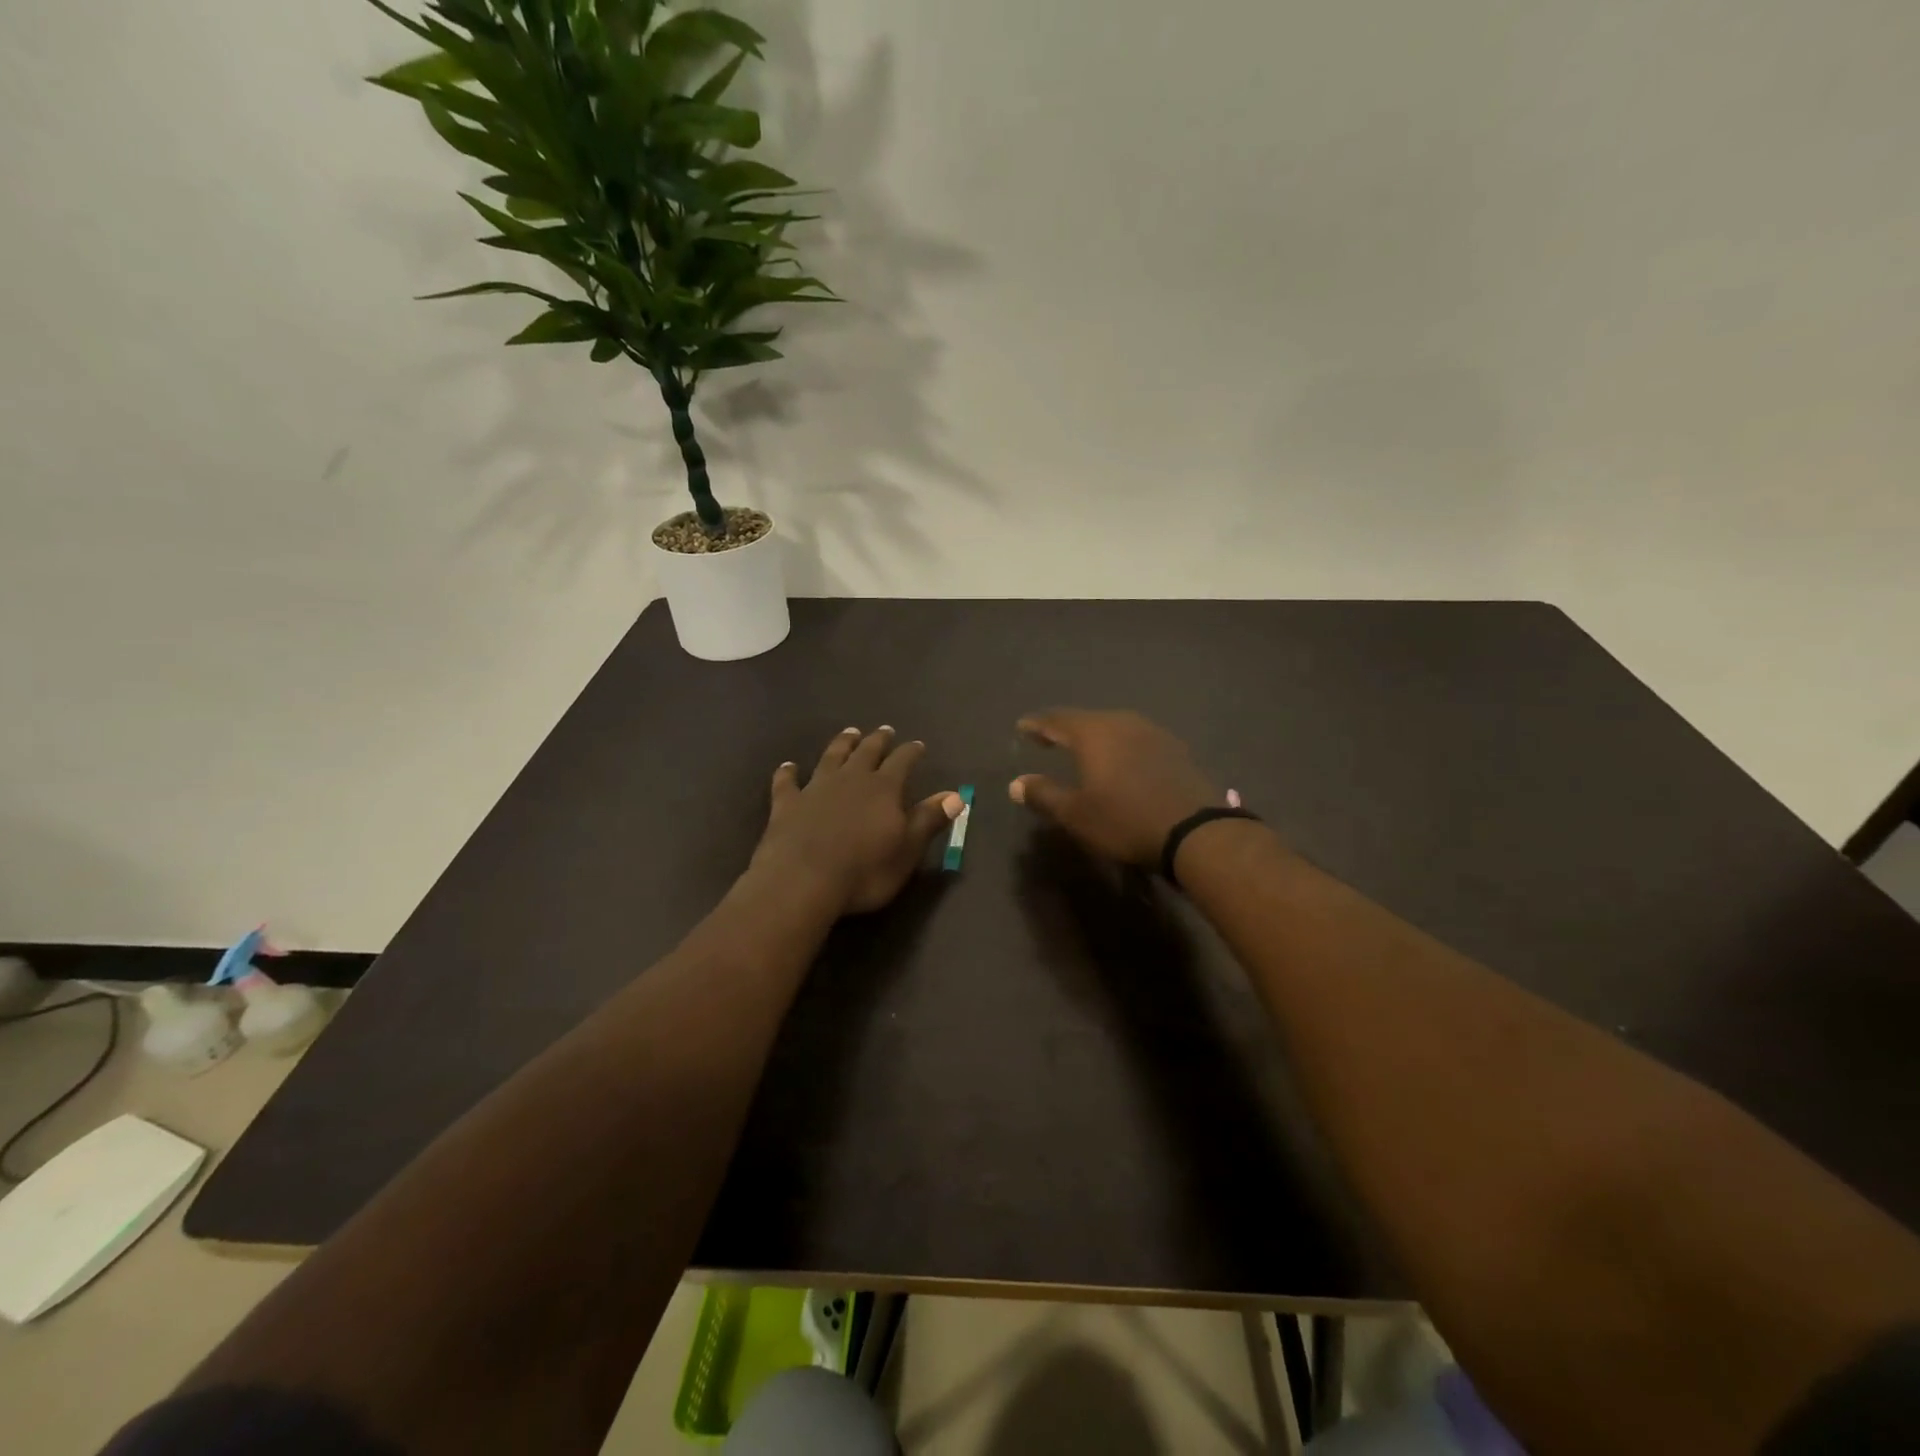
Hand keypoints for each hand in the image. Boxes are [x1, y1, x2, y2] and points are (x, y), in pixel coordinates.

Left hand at [751, 727, 964, 914]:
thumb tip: (955, 795)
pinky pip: (787, 782)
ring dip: (841, 744)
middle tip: (884, 730)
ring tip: (849, 733)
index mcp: (884, 789)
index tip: (918, 745)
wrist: (802, 881)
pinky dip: (788, 772)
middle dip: (878, 741)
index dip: (911, 752)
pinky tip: (788, 766)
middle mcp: (851, 779)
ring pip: (831, 757)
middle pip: (867, 752)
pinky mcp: (787, 804)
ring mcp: (816, 788)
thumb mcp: (907, 850)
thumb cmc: (864, 871)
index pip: (902, 762)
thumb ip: (928, 819)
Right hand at [1009, 709, 1220, 866]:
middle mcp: (1122, 722)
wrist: (1195, 832)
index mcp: (1094, 732)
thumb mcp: (1076, 814)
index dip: (1037, 724)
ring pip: (1113, 727)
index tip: (1022, 727)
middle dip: (1064, 728)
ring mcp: (1153, 732)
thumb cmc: (1125, 821)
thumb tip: (1016, 784)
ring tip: (1082, 749)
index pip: (1056, 720)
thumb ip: (1044, 794)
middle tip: (1048, 738)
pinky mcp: (1174, 748)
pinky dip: (1119, 746)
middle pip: (1086, 719)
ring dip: (1094, 736)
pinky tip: (1120, 760)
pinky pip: (1135, 739)